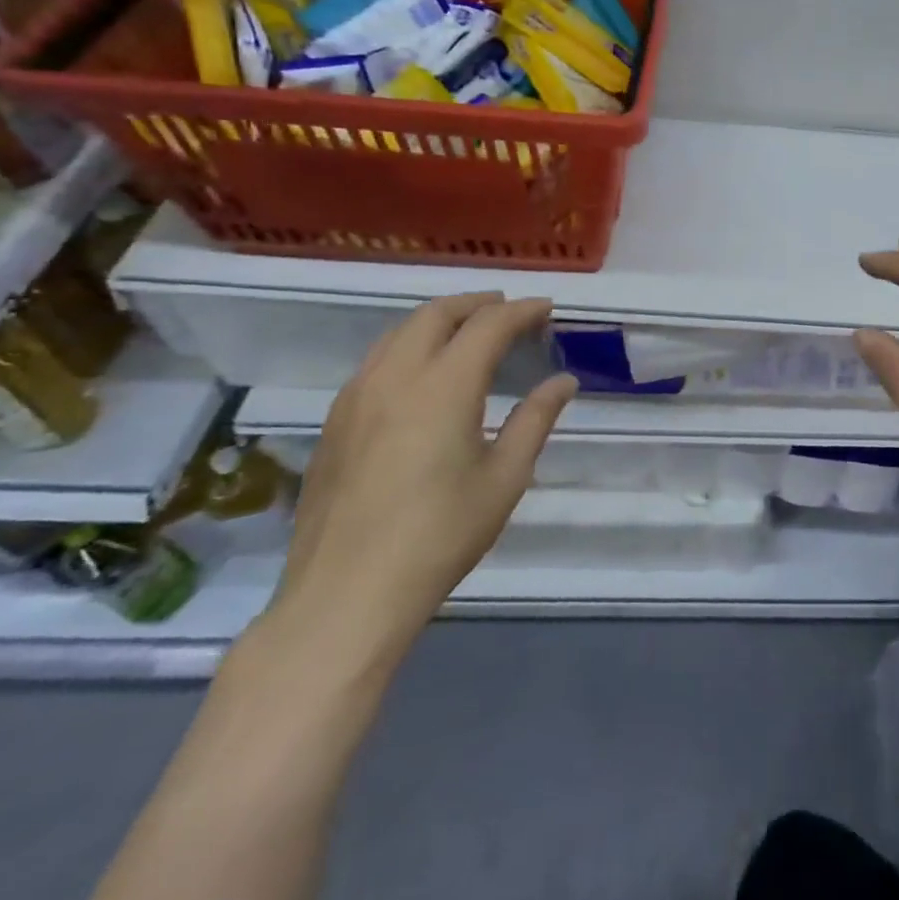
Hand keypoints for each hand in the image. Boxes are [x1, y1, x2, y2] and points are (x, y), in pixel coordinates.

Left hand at [269, 294, 576, 667]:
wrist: (346, 595)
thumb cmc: (440, 535)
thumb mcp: (505, 477)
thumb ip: (535, 420)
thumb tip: (564, 382)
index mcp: (443, 385)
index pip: (488, 325)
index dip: (521, 311)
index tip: (547, 309)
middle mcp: (396, 376)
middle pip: (436, 314)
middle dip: (476, 304)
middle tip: (508, 310)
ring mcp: (357, 397)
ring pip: (399, 333)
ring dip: (439, 320)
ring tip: (467, 331)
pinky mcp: (334, 422)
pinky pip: (377, 361)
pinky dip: (409, 346)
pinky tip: (423, 374)